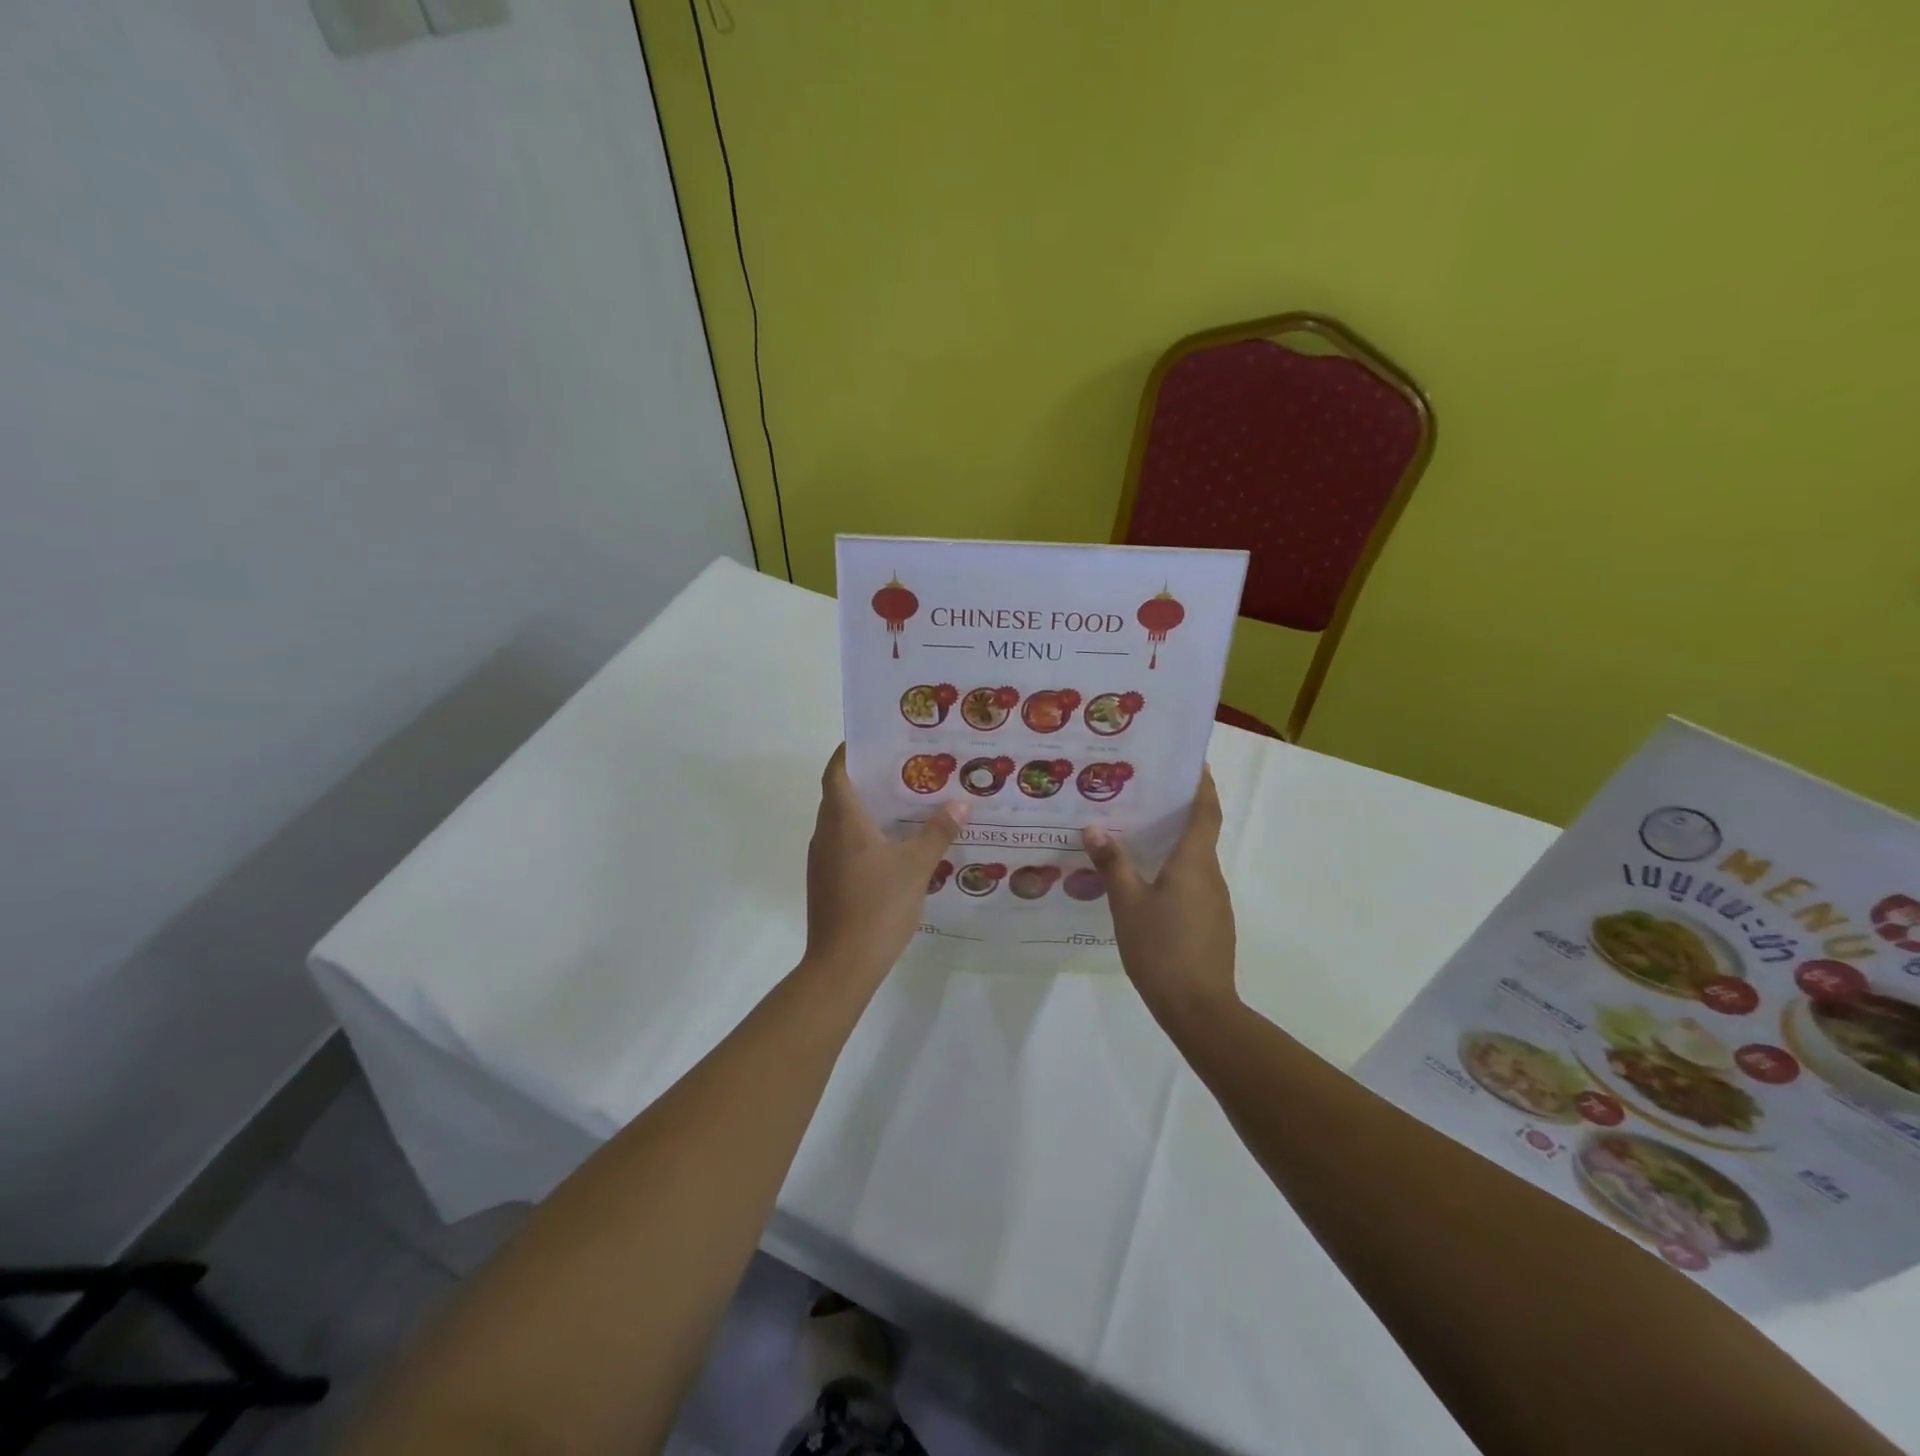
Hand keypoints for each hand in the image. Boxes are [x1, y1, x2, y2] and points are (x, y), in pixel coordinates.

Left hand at [805, 745, 966, 984]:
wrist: (842, 964)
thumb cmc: (877, 906)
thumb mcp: (916, 867)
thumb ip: (937, 833)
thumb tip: (960, 804)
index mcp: (842, 821)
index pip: (836, 771)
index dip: (850, 752)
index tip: (875, 740)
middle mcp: (825, 834)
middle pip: (839, 794)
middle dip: (867, 779)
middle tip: (904, 769)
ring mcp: (822, 860)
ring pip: (841, 822)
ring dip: (867, 810)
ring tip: (904, 804)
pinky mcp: (826, 882)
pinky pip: (843, 845)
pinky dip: (863, 836)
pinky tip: (893, 846)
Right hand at [1082, 767, 1237, 1031]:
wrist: (1198, 1008)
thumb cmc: (1162, 948)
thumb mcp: (1128, 903)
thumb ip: (1113, 864)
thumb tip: (1095, 828)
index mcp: (1194, 862)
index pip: (1206, 812)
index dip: (1203, 785)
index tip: (1194, 762)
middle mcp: (1210, 876)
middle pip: (1199, 834)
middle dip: (1177, 813)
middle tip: (1143, 796)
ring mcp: (1214, 903)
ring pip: (1194, 862)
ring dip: (1172, 846)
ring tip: (1135, 837)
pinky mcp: (1211, 925)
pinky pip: (1192, 886)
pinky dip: (1173, 873)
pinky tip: (1145, 884)